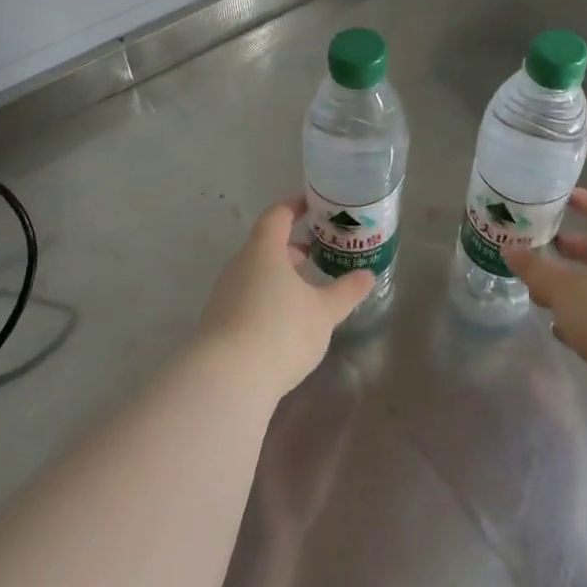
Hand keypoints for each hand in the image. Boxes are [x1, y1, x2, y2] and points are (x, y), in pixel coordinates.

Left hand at [196, 198, 372, 397]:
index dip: (295, 207)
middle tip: (316, 253)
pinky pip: (247, 297)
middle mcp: (240, 265)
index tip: (313, 206)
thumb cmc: (280, 331)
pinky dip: (267, 297)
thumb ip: (346, 291)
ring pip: (256, 273)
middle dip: (291, 247)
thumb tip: (367, 275)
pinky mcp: (218, 322)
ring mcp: (224, 294)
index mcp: (264, 250)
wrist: (226, 380)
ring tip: (306, 289)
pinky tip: (284, 320)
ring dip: (280, 275)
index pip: (277, 216)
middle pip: (265, 245)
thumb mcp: (324, 312)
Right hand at [506, 189, 586, 423]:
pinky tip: (561, 329)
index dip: (584, 201)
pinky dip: (583, 317)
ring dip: (573, 287)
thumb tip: (509, 250)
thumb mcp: (563, 288)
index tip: (562, 197)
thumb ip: (535, 269)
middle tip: (541, 248)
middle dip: (570, 250)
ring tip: (541, 293)